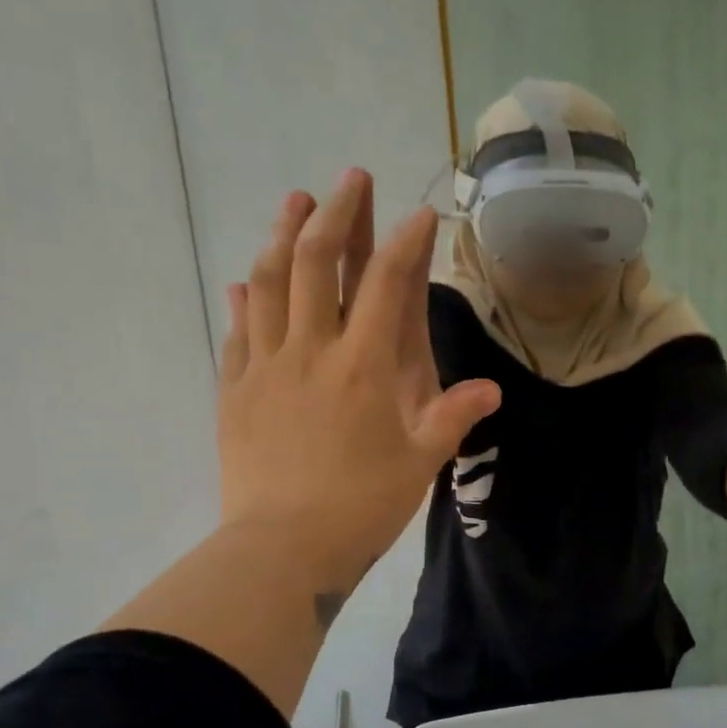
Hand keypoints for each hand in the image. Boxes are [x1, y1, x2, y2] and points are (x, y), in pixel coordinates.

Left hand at [217, 170, 500, 591]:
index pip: (387, 284)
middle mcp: (312, 350)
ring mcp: (266, 366)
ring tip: (296, 201)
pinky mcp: (236, 390)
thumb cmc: (362, 506)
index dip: (405, 242)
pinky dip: (248, 299)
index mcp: (364, 365)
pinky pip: (240, 331)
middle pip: (318, 262)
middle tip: (351, 178)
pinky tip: (250, 281)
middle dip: (337, 213)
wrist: (282, 549)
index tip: (419, 214)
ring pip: (271, 282)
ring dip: (284, 234)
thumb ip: (453, 417)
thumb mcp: (421, 463)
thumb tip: (490, 390)